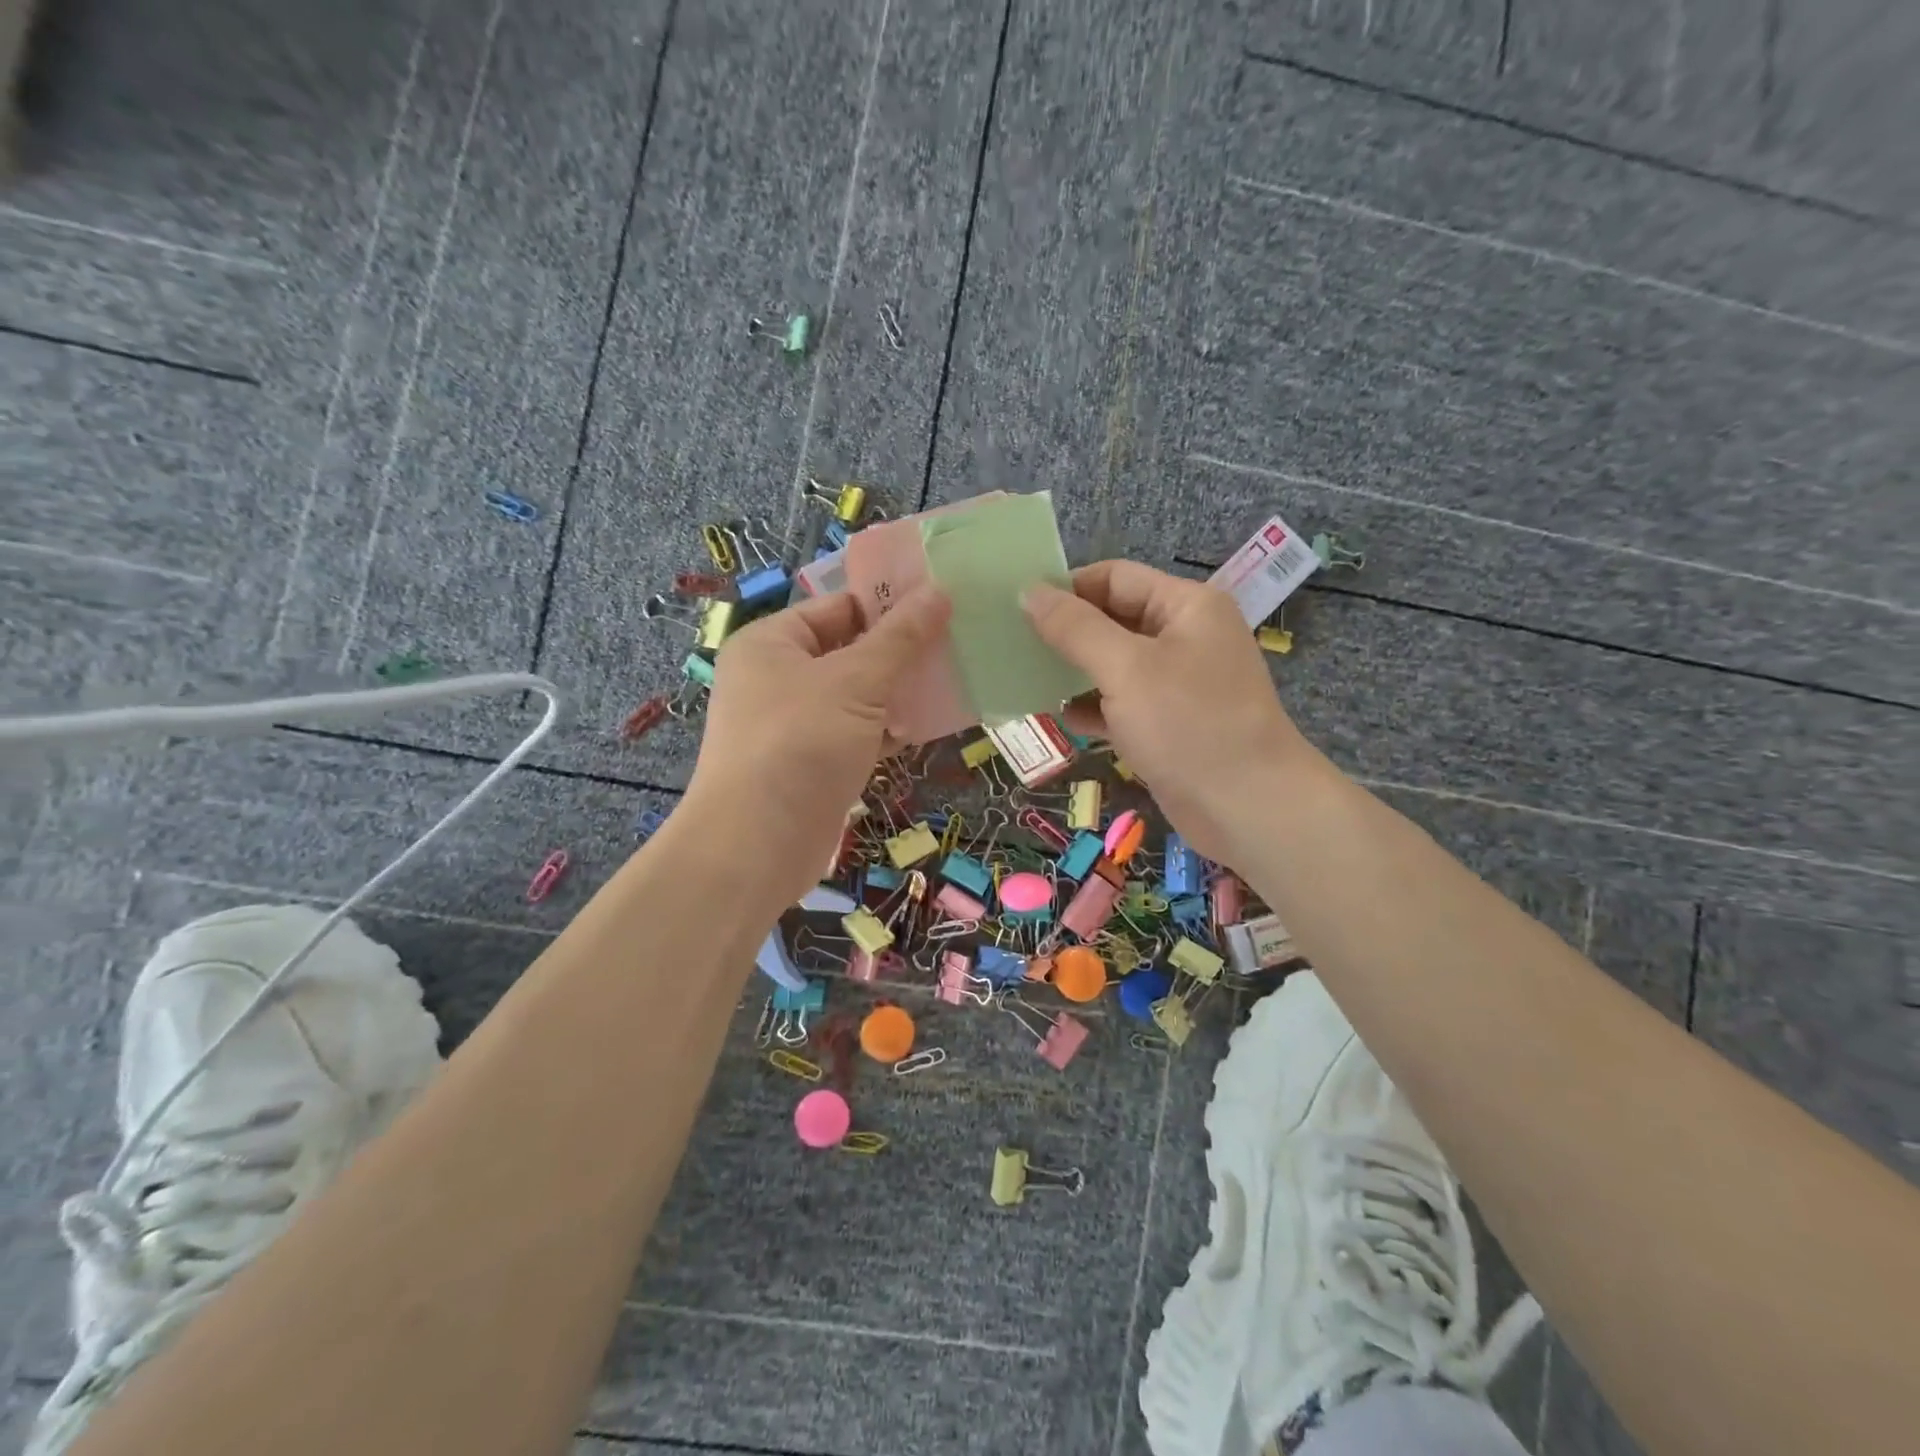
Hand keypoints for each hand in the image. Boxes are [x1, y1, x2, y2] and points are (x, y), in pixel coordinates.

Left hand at [685, 587, 950, 905]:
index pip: (838, 607)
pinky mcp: (813, 764)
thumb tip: (939, 591)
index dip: (889, 604)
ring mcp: (795, 725)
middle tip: (958, 644)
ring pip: (858, 696)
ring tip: (954, 682)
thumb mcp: (855, 681)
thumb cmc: (800, 743)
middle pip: (850, 651)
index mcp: (772, 643)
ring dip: (900, 693)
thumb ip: (900, 638)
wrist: (757, 845)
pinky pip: (857, 734)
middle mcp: (778, 678)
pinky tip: (928, 727)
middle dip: (901, 652)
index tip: (943, 604)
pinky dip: (888, 730)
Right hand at [1023, 561, 1314, 861]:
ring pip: (1114, 665)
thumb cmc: (1189, 724)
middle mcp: (1184, 637)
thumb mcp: (1126, 668)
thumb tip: (1028, 591)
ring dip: (1075, 673)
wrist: (1248, 808)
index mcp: (1185, 606)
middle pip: (1113, 620)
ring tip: (1028, 681)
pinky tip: (1063, 719)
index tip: (1016, 608)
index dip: (1067, 588)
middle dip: (1066, 633)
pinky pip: (1122, 704)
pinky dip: (1094, 709)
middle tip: (1013, 646)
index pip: (1115, 578)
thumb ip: (1074, 628)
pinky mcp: (1169, 725)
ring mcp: (1178, 683)